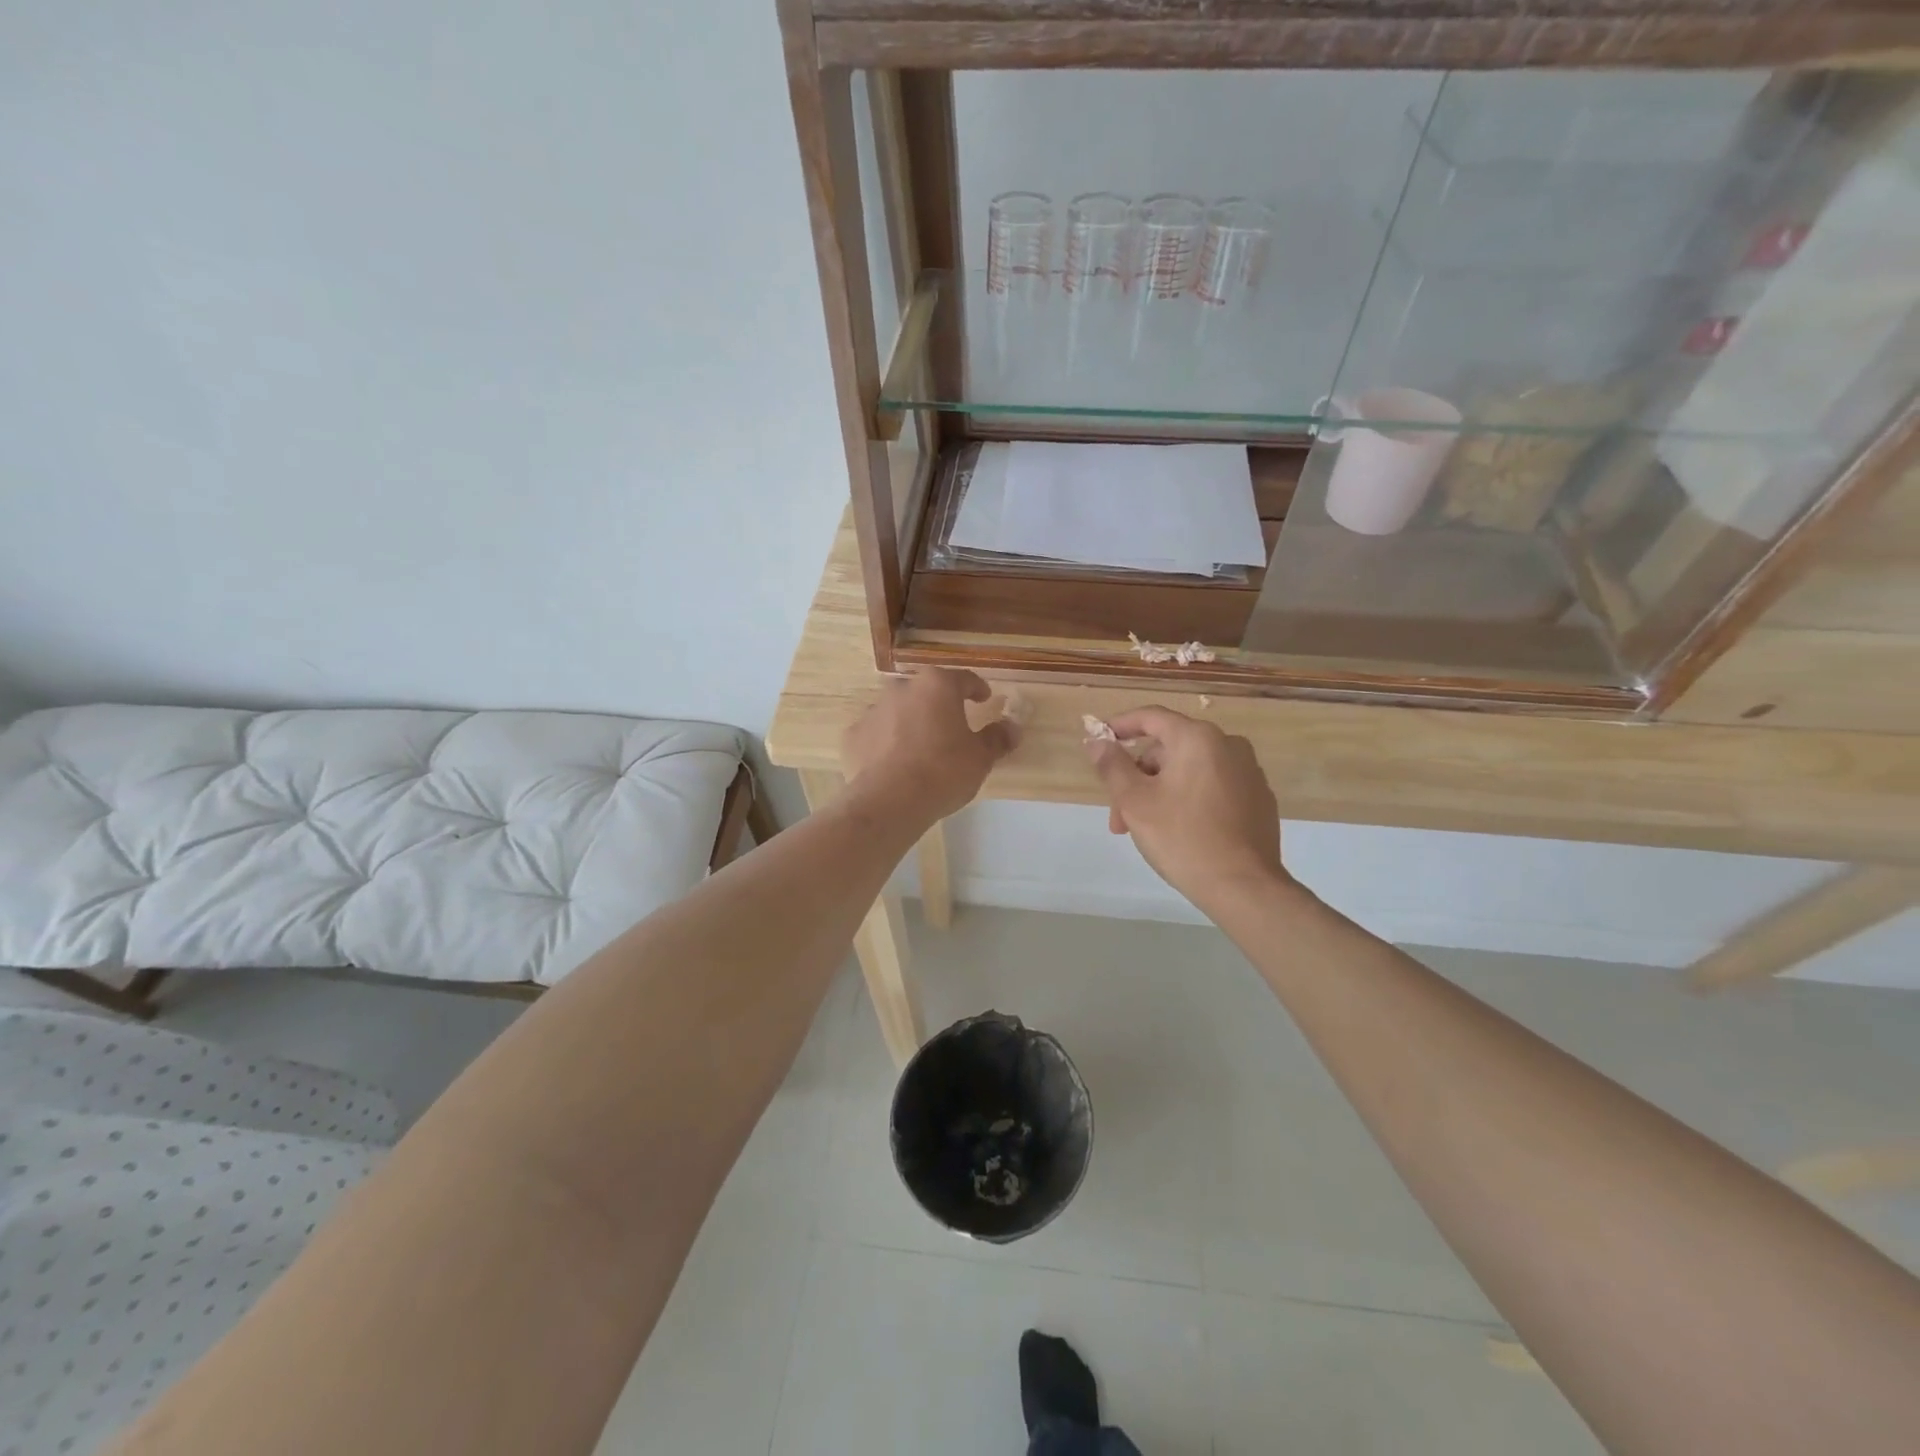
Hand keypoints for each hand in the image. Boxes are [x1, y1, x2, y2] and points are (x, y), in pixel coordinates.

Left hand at [841, 669, 1016, 825]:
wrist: (890, 801)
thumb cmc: (943, 771)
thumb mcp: (980, 757)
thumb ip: (997, 738)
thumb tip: (1013, 728)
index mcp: (937, 686)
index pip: (963, 678)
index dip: (976, 688)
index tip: (983, 699)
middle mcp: (903, 689)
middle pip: (927, 692)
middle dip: (940, 705)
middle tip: (952, 726)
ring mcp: (874, 710)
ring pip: (899, 710)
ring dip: (911, 722)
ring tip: (922, 747)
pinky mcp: (854, 735)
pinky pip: (877, 734)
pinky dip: (887, 742)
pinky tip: (895, 763)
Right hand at [1085, 706, 1287, 913]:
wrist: (1244, 887)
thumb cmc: (1182, 838)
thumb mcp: (1135, 801)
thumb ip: (1112, 765)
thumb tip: (1097, 741)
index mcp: (1198, 738)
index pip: (1151, 717)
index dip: (1120, 725)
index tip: (1099, 741)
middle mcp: (1229, 745)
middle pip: (1169, 749)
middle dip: (1137, 777)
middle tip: (1119, 815)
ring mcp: (1248, 772)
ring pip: (1189, 770)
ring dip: (1160, 792)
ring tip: (1144, 830)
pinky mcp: (1259, 799)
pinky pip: (1213, 787)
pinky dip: (1189, 799)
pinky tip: (1179, 831)